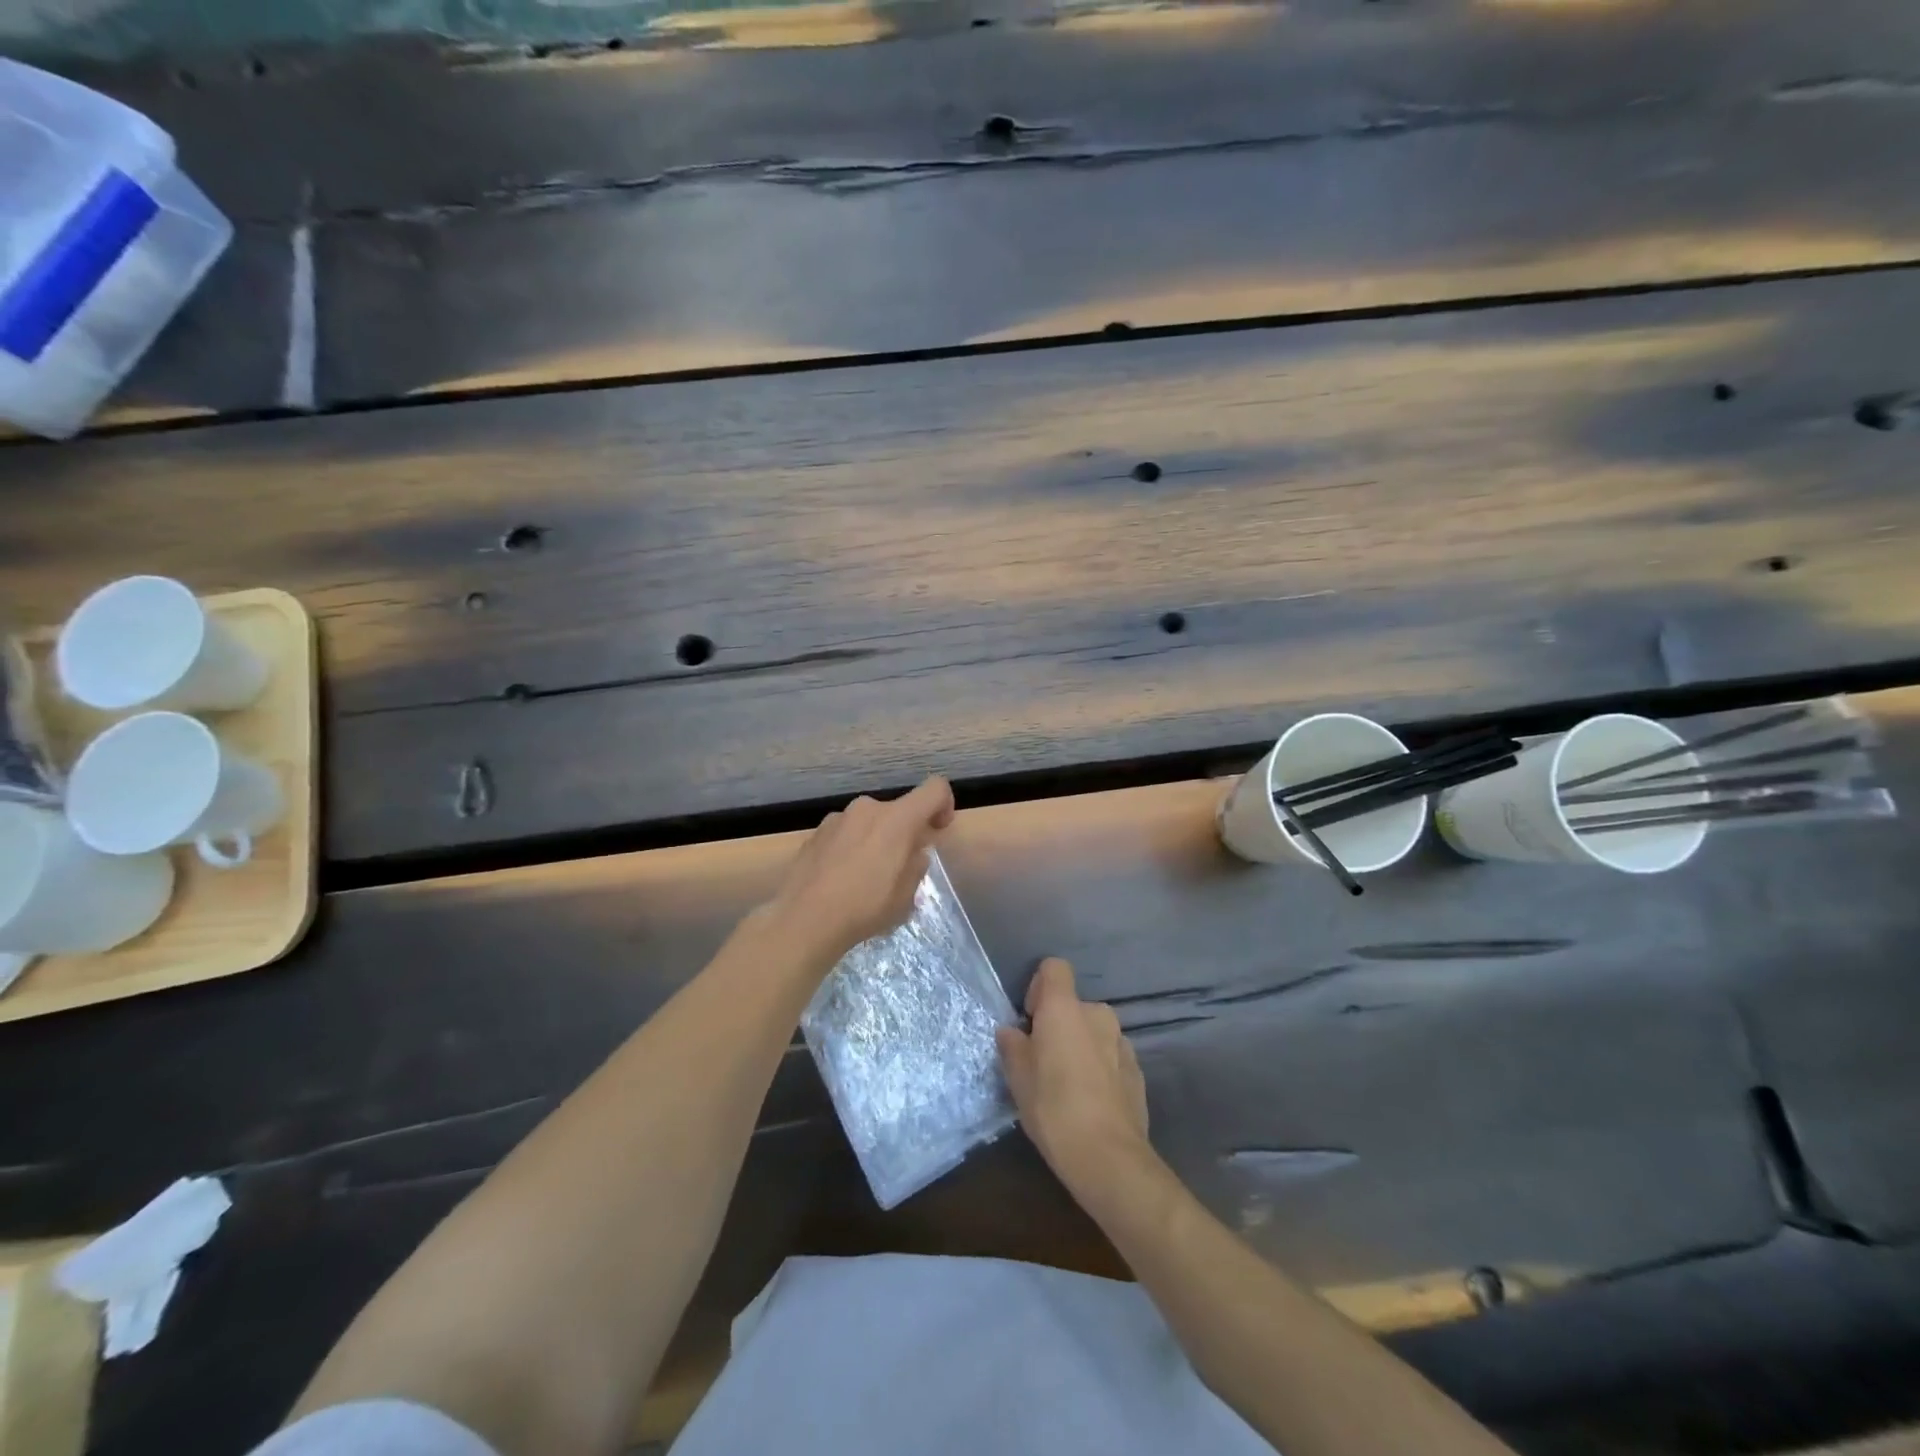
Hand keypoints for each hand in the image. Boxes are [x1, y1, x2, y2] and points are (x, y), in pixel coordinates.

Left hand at [765, 775, 955, 967]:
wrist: (803, 919)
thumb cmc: (865, 907)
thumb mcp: (906, 895)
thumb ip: (916, 864)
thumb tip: (913, 852)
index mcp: (897, 818)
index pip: (935, 788)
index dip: (944, 805)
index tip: (937, 831)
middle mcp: (868, 808)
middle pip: (898, 810)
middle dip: (905, 832)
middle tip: (900, 868)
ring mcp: (838, 818)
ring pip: (870, 822)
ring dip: (877, 840)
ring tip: (866, 878)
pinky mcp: (815, 832)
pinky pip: (846, 833)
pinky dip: (852, 847)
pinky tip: (841, 879)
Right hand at [997, 958, 1152, 1205]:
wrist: (1109, 1157)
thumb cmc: (1054, 1107)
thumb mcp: (1018, 1077)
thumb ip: (1013, 1045)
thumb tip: (1012, 1032)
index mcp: (1065, 1008)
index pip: (1054, 968)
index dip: (1039, 986)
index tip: (1030, 1019)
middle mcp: (1097, 1014)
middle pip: (1073, 1005)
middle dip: (1059, 1025)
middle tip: (1043, 1061)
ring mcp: (1122, 1042)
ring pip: (1093, 1032)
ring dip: (1080, 1046)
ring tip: (1068, 1085)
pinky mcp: (1137, 1070)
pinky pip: (1111, 1056)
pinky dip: (1099, 1067)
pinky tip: (1090, 1102)